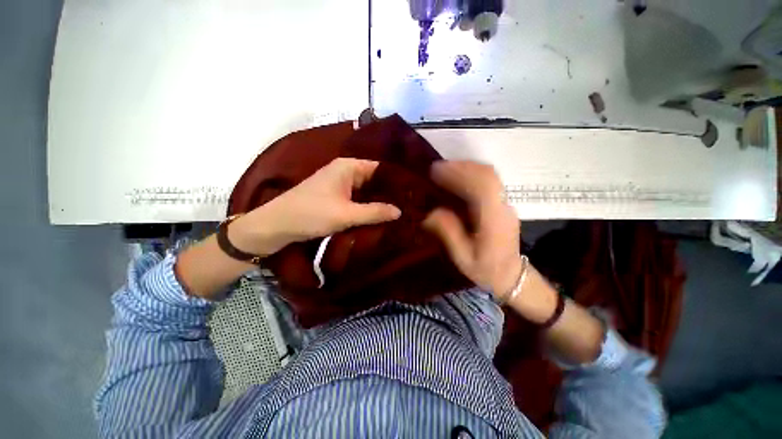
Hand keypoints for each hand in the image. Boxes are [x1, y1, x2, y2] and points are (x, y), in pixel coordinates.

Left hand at [229, 158, 400, 255]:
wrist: (277, 225)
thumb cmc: (311, 214)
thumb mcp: (346, 214)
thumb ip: (375, 212)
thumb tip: (400, 211)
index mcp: (349, 166)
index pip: (380, 168)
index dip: (397, 179)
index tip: (414, 192)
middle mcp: (346, 171)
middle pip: (374, 179)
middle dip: (390, 191)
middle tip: (410, 204)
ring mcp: (340, 183)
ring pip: (367, 189)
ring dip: (379, 199)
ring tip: (401, 209)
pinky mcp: (336, 196)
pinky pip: (358, 198)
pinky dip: (368, 205)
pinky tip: (381, 214)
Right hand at [423, 161, 522, 299]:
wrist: (512, 275)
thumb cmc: (486, 269)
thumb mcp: (463, 258)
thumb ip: (449, 233)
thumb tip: (431, 212)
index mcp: (494, 221)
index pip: (482, 187)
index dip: (459, 173)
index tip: (437, 171)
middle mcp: (503, 207)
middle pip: (487, 175)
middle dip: (461, 166)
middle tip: (437, 168)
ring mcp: (506, 204)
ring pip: (490, 176)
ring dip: (466, 168)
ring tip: (444, 170)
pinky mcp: (503, 204)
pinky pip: (489, 182)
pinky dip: (471, 174)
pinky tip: (457, 178)